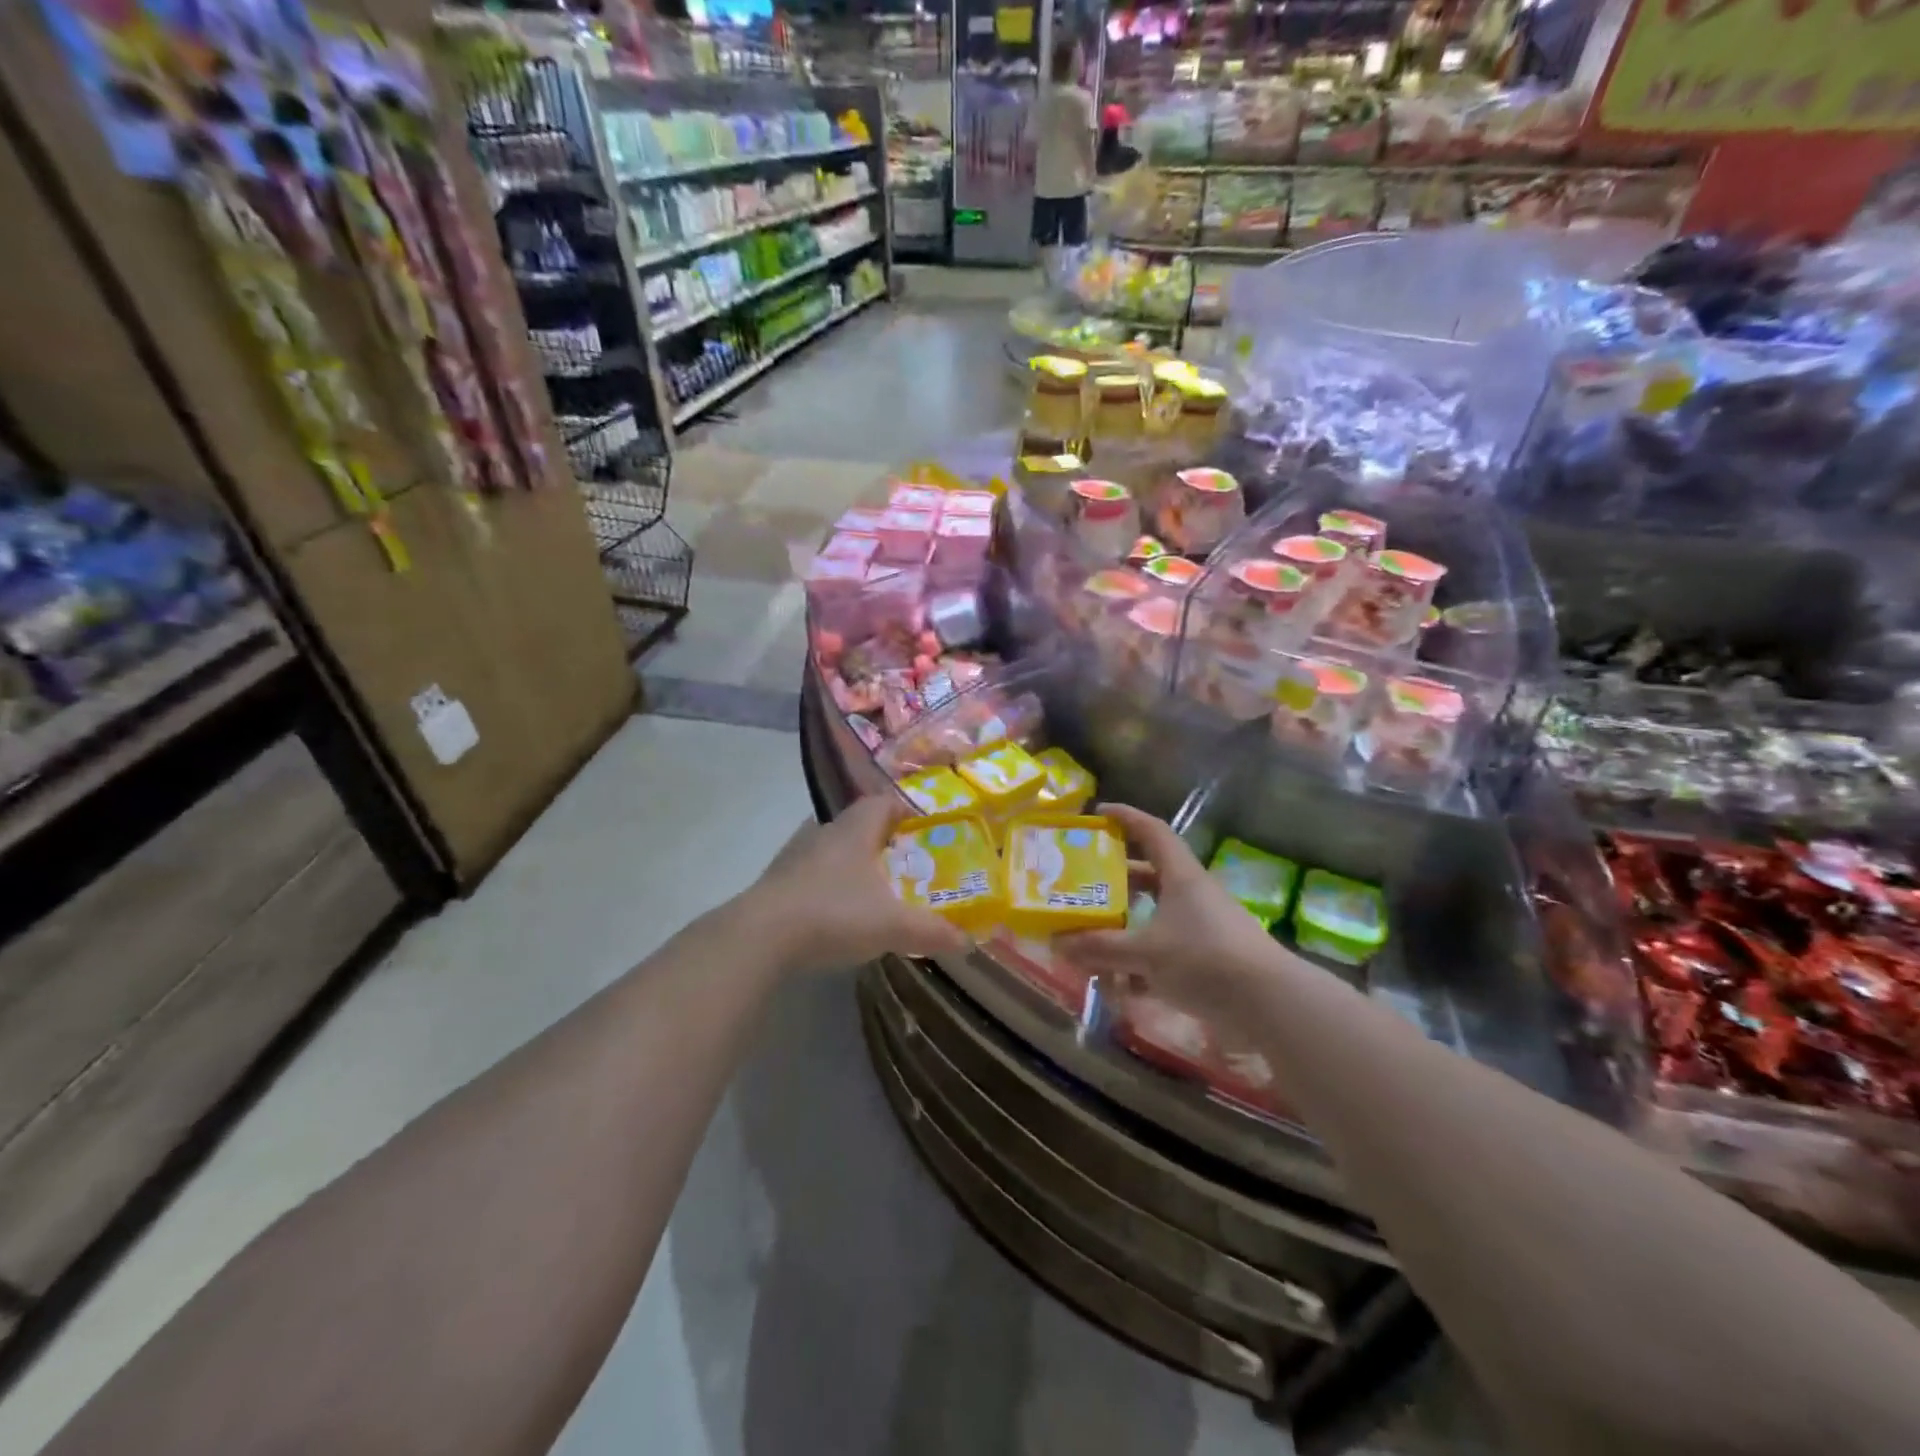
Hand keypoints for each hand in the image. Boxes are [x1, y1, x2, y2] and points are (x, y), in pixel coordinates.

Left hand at [741, 795, 969, 974]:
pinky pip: (811, 874)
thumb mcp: (892, 925)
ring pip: (832, 849)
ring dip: (853, 863)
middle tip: (906, 865)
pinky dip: (829, 886)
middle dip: (882, 841)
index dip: (905, 811)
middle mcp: (823, 832)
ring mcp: (795, 856)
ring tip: (874, 890)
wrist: (760, 937)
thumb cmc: (834, 914)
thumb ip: (931, 931)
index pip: (882, 802)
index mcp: (854, 829)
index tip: (924, 830)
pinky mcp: (777, 882)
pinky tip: (838, 913)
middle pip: (857, 824)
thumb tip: (967, 940)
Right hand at [1056, 803, 1289, 1018]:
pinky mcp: (1211, 958)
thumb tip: (1058, 942)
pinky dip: (1142, 961)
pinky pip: (1167, 950)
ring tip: (1093, 940)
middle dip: (1116, 881)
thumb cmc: (1205, 960)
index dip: (1126, 818)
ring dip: (1125, 927)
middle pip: (1149, 876)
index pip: (1152, 832)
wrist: (1271, 1005)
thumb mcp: (1146, 953)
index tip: (1098, 813)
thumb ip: (1101, 948)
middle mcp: (1193, 894)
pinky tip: (1121, 986)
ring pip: (1155, 917)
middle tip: (1083, 885)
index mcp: (1181, 876)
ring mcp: (1204, 927)